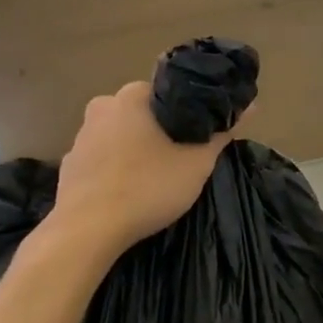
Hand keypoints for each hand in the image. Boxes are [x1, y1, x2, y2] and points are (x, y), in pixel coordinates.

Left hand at [30, 80, 237, 262]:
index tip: (201, 132)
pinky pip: (103, 157)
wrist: (87, 231)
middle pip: (144, 111)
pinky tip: (128, 189)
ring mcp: (81, 135)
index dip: (189, 111)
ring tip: (156, 175)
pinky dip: (117, 166)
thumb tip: (251, 104)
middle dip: (162, 129)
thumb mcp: (197, 162)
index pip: (170, 91)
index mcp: (133, 96)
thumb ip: (222, 131)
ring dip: (138, 147)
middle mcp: (103, 106)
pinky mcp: (70, 163)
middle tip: (183, 155)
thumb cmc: (148, 187)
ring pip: (122, 133)